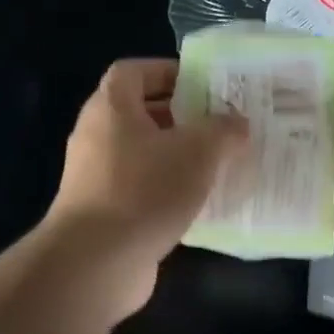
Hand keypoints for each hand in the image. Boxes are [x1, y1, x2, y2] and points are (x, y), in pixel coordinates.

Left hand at [43, 58, 246, 316]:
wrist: (95, 262)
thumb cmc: (145, 190)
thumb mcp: (197, 152)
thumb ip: (223, 130)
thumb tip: (238, 123)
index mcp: (111, 108)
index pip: (134, 71)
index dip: (168, 71)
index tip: (204, 85)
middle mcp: (97, 136)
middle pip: (141, 114)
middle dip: (182, 117)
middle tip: (222, 125)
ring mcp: (97, 177)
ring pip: (144, 155)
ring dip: (178, 157)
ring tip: (219, 164)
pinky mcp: (105, 213)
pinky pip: (142, 190)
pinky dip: (169, 191)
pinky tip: (200, 204)